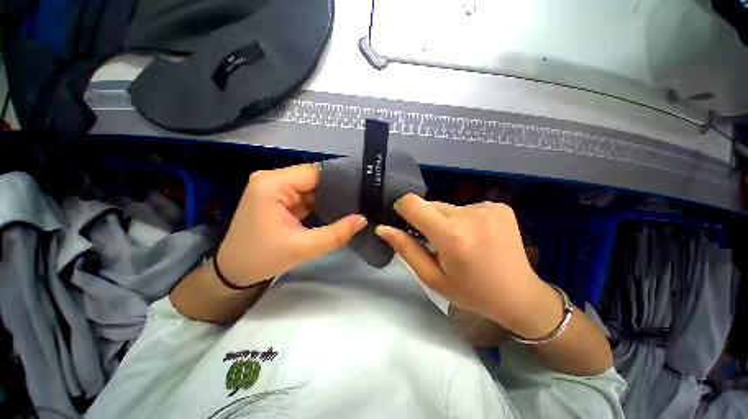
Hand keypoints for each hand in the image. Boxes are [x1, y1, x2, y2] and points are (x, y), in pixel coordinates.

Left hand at [217, 164, 367, 285]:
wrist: (233, 272)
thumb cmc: (262, 258)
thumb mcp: (303, 247)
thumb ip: (336, 233)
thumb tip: (363, 220)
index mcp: (272, 183)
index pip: (315, 172)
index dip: (340, 180)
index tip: (361, 189)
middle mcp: (273, 179)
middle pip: (314, 178)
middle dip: (336, 190)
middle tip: (360, 200)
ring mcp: (275, 188)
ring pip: (312, 187)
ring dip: (330, 197)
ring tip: (353, 205)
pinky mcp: (279, 198)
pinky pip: (306, 196)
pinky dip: (320, 203)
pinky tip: (336, 209)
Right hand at [375, 195, 560, 337]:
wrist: (520, 295)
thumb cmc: (471, 292)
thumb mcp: (432, 278)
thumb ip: (405, 249)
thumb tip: (383, 228)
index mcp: (451, 235)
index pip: (412, 203)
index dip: (402, 209)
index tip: (405, 222)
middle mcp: (470, 214)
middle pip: (430, 204)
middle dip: (427, 220)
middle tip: (438, 243)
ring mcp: (488, 207)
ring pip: (448, 206)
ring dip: (446, 220)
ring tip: (460, 242)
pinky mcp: (499, 206)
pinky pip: (466, 207)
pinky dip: (464, 219)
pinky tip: (476, 236)